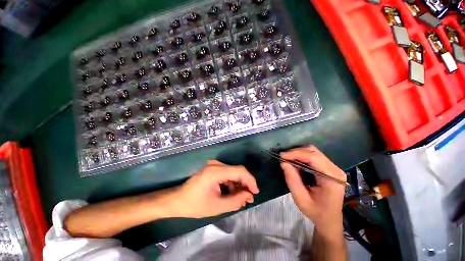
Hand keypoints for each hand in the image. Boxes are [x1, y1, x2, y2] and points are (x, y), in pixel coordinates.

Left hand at [171, 160, 259, 218]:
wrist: (177, 201)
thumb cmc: (195, 205)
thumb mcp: (217, 207)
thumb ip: (236, 201)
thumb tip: (249, 195)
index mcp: (216, 171)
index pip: (240, 171)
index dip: (250, 180)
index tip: (255, 192)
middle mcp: (216, 165)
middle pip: (237, 171)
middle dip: (245, 184)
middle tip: (248, 198)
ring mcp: (214, 165)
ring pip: (233, 173)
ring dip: (238, 185)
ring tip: (240, 199)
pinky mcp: (213, 169)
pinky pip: (227, 174)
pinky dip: (231, 183)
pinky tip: (232, 193)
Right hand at [280, 145, 345, 233]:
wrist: (330, 220)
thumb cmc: (316, 212)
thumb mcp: (301, 199)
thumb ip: (292, 180)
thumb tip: (284, 163)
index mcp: (332, 178)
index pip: (313, 157)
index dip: (296, 154)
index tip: (282, 156)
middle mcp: (335, 169)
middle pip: (313, 151)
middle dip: (296, 152)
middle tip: (283, 158)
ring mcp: (333, 168)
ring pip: (313, 151)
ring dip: (298, 153)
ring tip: (288, 160)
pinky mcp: (329, 168)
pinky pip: (314, 156)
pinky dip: (302, 156)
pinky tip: (295, 162)